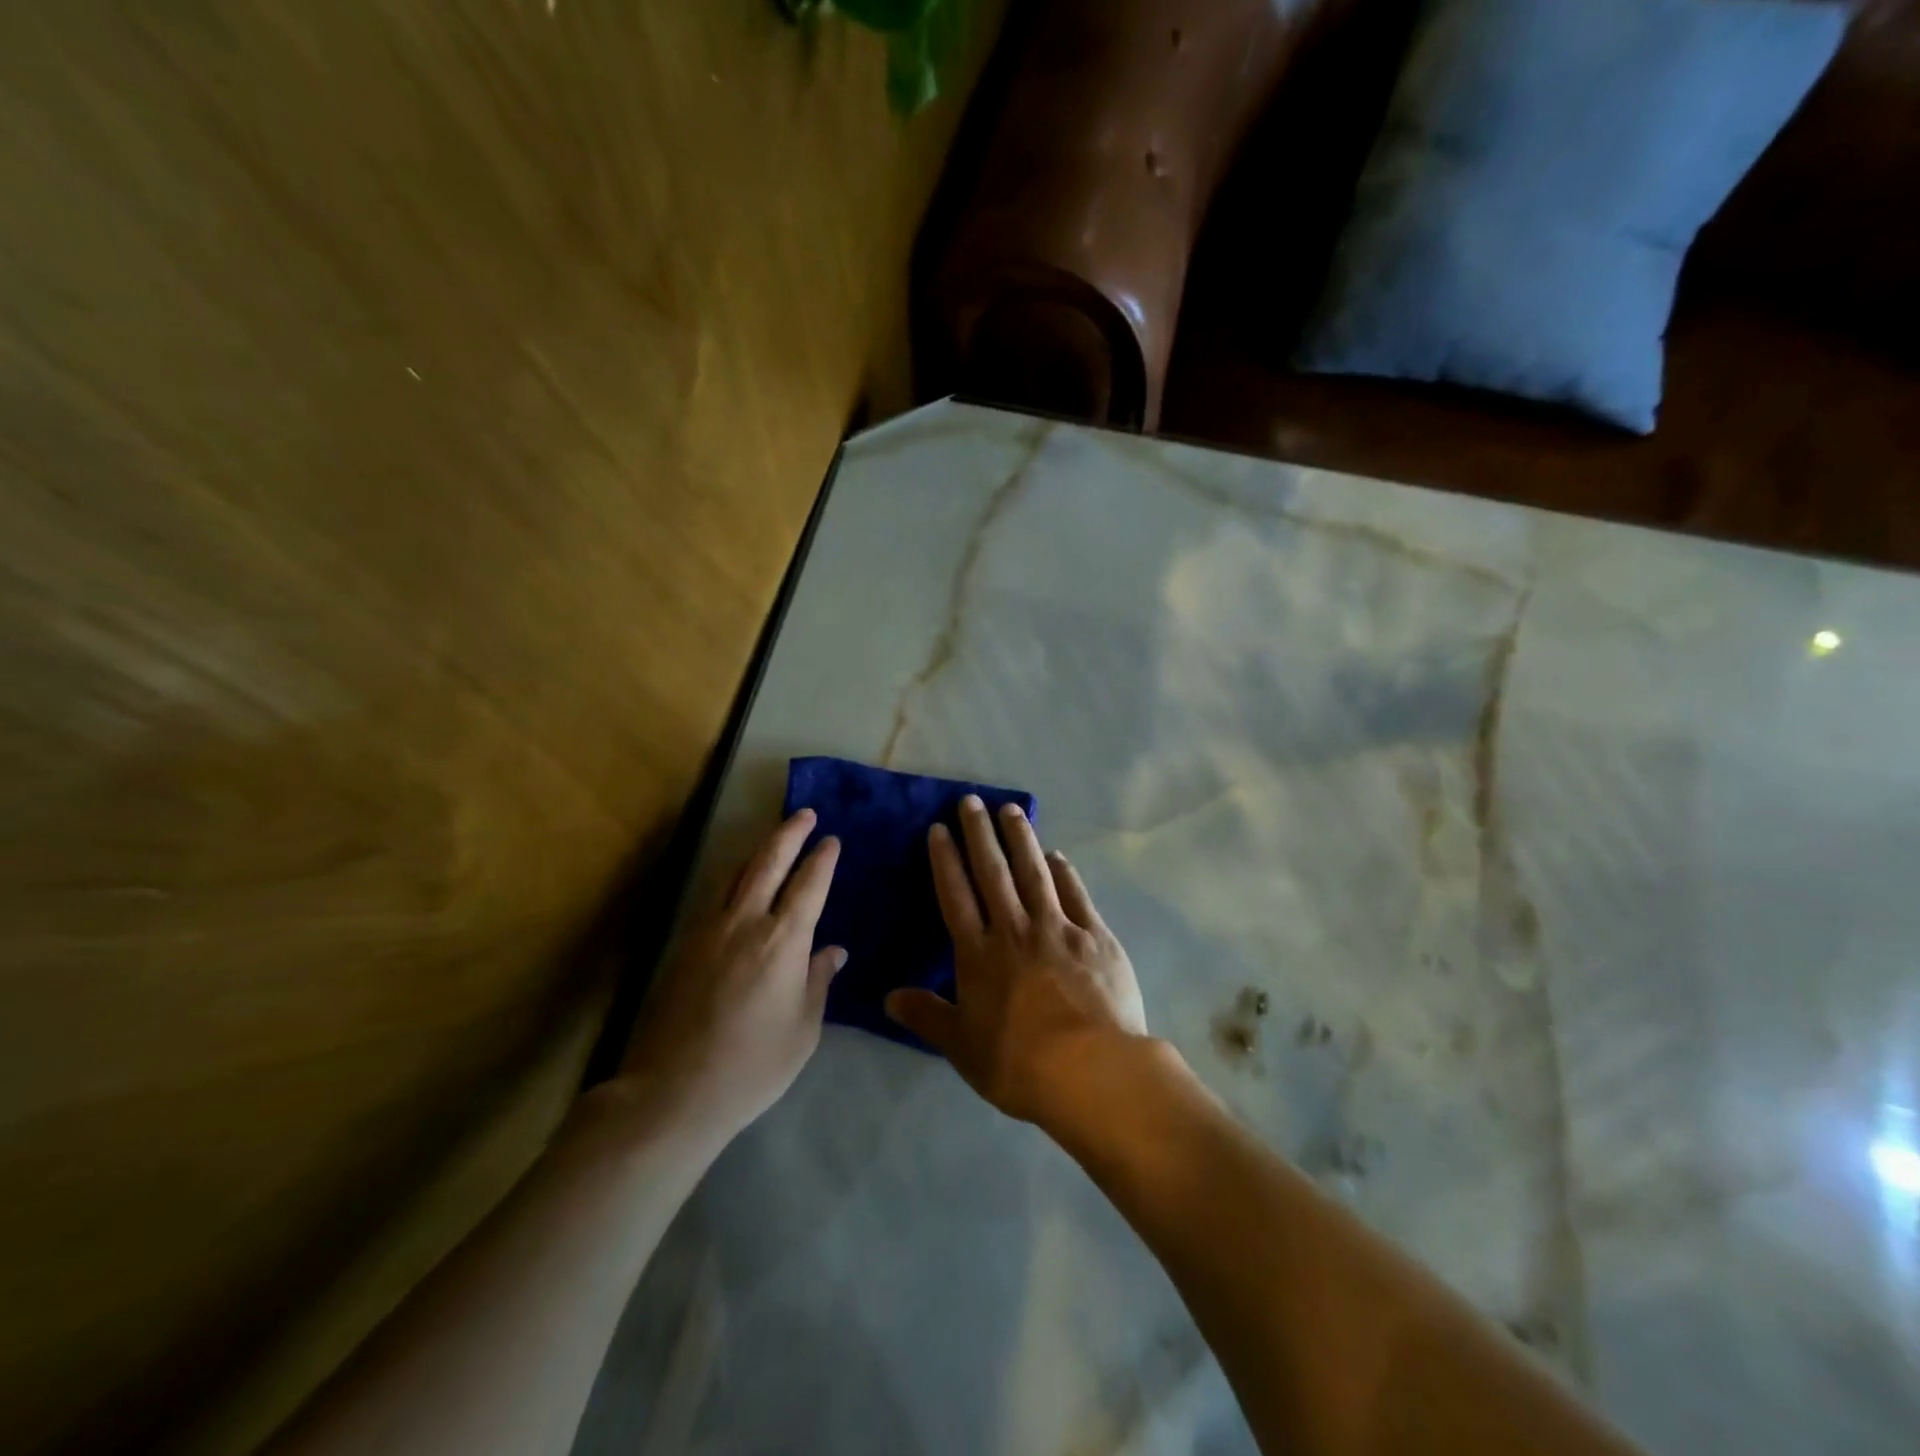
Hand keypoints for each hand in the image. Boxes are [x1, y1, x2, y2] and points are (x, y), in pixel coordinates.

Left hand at [615, 809, 844, 1144]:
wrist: (673, 1091)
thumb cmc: (753, 1065)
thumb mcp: (803, 1029)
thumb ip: (817, 982)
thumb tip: (832, 951)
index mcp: (783, 940)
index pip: (809, 885)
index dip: (822, 859)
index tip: (832, 840)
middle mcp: (746, 922)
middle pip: (769, 862)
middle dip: (790, 833)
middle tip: (805, 814)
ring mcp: (710, 930)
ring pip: (737, 873)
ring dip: (759, 850)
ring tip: (775, 838)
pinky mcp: (685, 945)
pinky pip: (717, 896)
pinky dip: (736, 877)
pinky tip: (740, 883)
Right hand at [885, 795, 1148, 1126]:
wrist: (1092, 1070)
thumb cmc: (1020, 1063)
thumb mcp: (963, 1048)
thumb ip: (927, 1017)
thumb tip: (888, 997)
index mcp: (979, 954)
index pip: (956, 895)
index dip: (946, 860)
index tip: (940, 829)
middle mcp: (1015, 930)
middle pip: (993, 872)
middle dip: (979, 834)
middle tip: (971, 801)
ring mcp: (1058, 928)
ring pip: (1034, 873)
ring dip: (1020, 839)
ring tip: (1010, 809)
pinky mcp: (1096, 936)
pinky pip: (1075, 895)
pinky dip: (1064, 872)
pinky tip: (1057, 855)